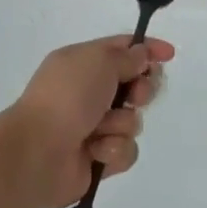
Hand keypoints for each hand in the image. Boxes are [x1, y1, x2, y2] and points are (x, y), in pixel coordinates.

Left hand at [3, 35, 174, 207]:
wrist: (37, 152)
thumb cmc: (67, 97)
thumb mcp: (99, 61)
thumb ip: (127, 57)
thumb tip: (142, 54)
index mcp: (84, 62)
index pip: (123, 49)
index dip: (147, 50)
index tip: (169, 54)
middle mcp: (90, 92)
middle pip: (134, 85)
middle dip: (141, 91)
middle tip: (135, 96)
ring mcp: (93, 126)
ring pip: (132, 120)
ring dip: (121, 124)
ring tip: (100, 129)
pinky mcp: (98, 159)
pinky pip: (125, 150)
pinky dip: (113, 150)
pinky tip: (96, 152)